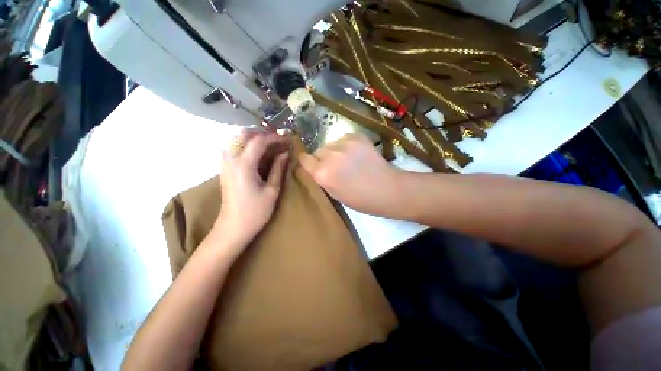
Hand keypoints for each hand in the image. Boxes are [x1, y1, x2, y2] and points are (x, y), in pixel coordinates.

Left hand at [216, 130, 288, 245]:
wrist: (233, 227)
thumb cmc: (256, 211)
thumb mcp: (272, 190)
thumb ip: (277, 169)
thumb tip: (285, 153)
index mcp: (244, 165)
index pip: (259, 141)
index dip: (274, 137)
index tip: (286, 139)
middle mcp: (231, 160)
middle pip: (243, 134)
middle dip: (261, 133)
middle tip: (276, 139)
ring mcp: (225, 163)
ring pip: (236, 139)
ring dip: (253, 137)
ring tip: (268, 144)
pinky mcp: (224, 168)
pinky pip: (233, 148)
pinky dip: (245, 145)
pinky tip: (256, 153)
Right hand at [298, 133, 402, 216]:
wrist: (387, 189)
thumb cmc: (359, 199)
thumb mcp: (334, 193)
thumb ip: (321, 178)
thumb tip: (315, 167)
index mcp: (322, 173)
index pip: (304, 159)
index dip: (307, 162)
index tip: (311, 164)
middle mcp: (330, 155)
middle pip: (318, 151)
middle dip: (323, 158)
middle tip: (336, 167)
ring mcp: (344, 144)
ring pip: (330, 144)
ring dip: (335, 151)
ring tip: (348, 160)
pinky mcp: (357, 136)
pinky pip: (343, 139)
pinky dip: (346, 146)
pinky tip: (357, 155)